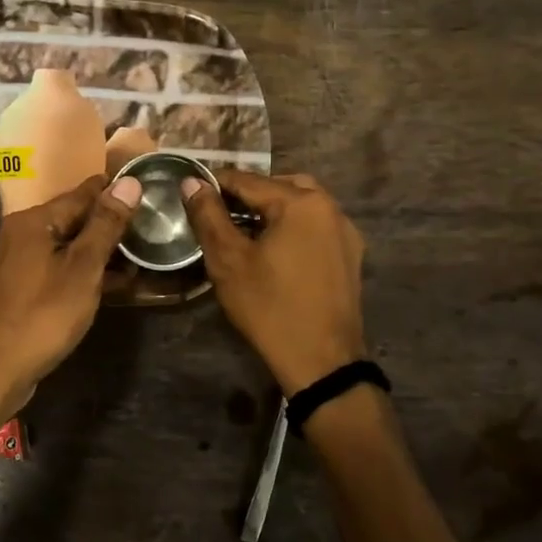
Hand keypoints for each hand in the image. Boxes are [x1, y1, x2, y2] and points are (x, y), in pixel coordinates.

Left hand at [0, 174, 142, 414]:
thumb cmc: (42, 316)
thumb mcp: (83, 269)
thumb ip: (106, 225)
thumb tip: (129, 182)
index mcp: (32, 221)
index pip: (83, 193)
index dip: (116, 193)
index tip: (147, 192)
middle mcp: (18, 234)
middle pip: (71, 219)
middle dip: (107, 225)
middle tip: (148, 230)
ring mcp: (12, 264)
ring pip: (63, 247)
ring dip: (96, 253)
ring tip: (135, 260)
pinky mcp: (13, 291)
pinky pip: (52, 270)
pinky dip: (77, 273)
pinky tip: (103, 286)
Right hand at [183, 170, 366, 393]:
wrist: (322, 361)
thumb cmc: (270, 307)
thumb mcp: (229, 261)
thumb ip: (209, 216)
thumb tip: (192, 182)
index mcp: (301, 202)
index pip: (248, 180)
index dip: (216, 183)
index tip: (191, 190)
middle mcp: (329, 207)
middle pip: (279, 186)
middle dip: (247, 194)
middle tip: (217, 212)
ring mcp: (345, 231)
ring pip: (301, 204)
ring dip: (271, 209)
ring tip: (243, 229)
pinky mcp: (350, 255)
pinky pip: (315, 226)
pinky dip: (292, 227)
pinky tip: (273, 249)